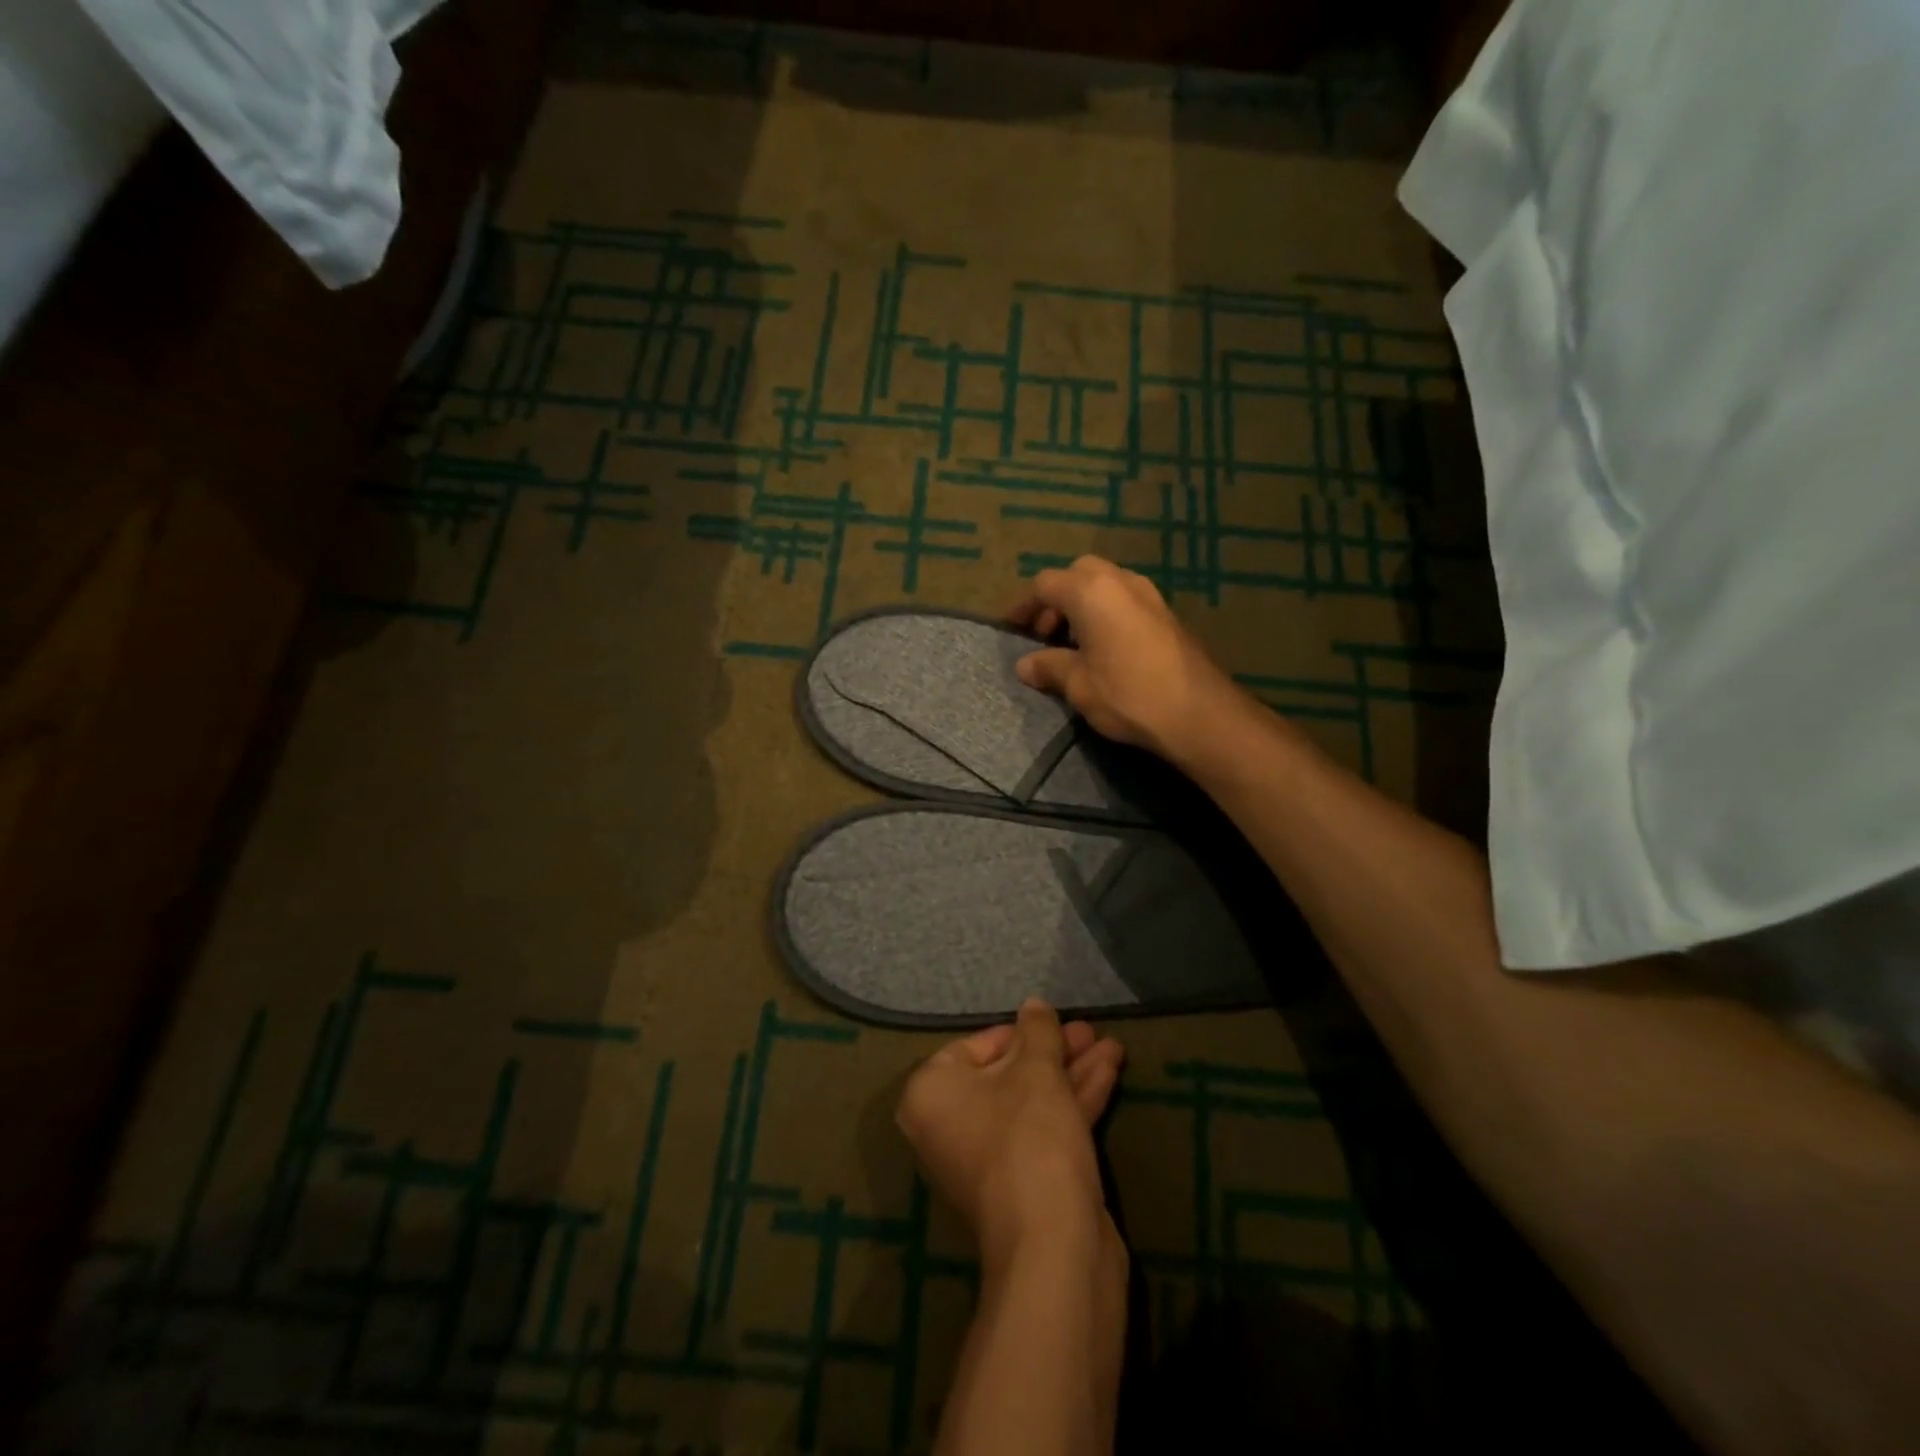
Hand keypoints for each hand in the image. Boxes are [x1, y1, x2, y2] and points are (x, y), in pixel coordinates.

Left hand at [896, 999, 1124, 1268]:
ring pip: (1032, 1102)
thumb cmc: (1030, 1137)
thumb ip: (1037, 1031)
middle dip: (1054, 1052)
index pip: (974, 1047)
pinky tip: (1109, 1071)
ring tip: (1111, 1045)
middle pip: (1008, 1074)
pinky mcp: (1023, 1183)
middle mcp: (950, 1126)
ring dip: (1072, 1073)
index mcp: (932, 1095)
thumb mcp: (1037, 1070)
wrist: (1054, 1247)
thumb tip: (1033, 1005)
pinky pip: (1045, 1129)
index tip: (1054, 1023)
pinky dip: (1074, 1102)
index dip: (1019, 1032)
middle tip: (1090, 1031)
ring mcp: (987, 1160)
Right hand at [1009, 555, 1240, 762]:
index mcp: (1091, 591)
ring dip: (1084, 606)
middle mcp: (1120, 580)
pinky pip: (1126, 600)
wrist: (1199, 713)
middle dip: (1057, 599)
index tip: (1013, 629)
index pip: (1045, 584)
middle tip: (1045, 634)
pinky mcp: (1167, 613)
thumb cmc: (1129, 695)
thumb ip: (1049, 667)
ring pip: (1105, 585)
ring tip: (1074, 645)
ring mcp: (1149, 594)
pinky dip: (1107, 614)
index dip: (1025, 606)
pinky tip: (1105, 650)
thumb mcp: (1079, 685)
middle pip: (1078, 574)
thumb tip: (1024, 665)